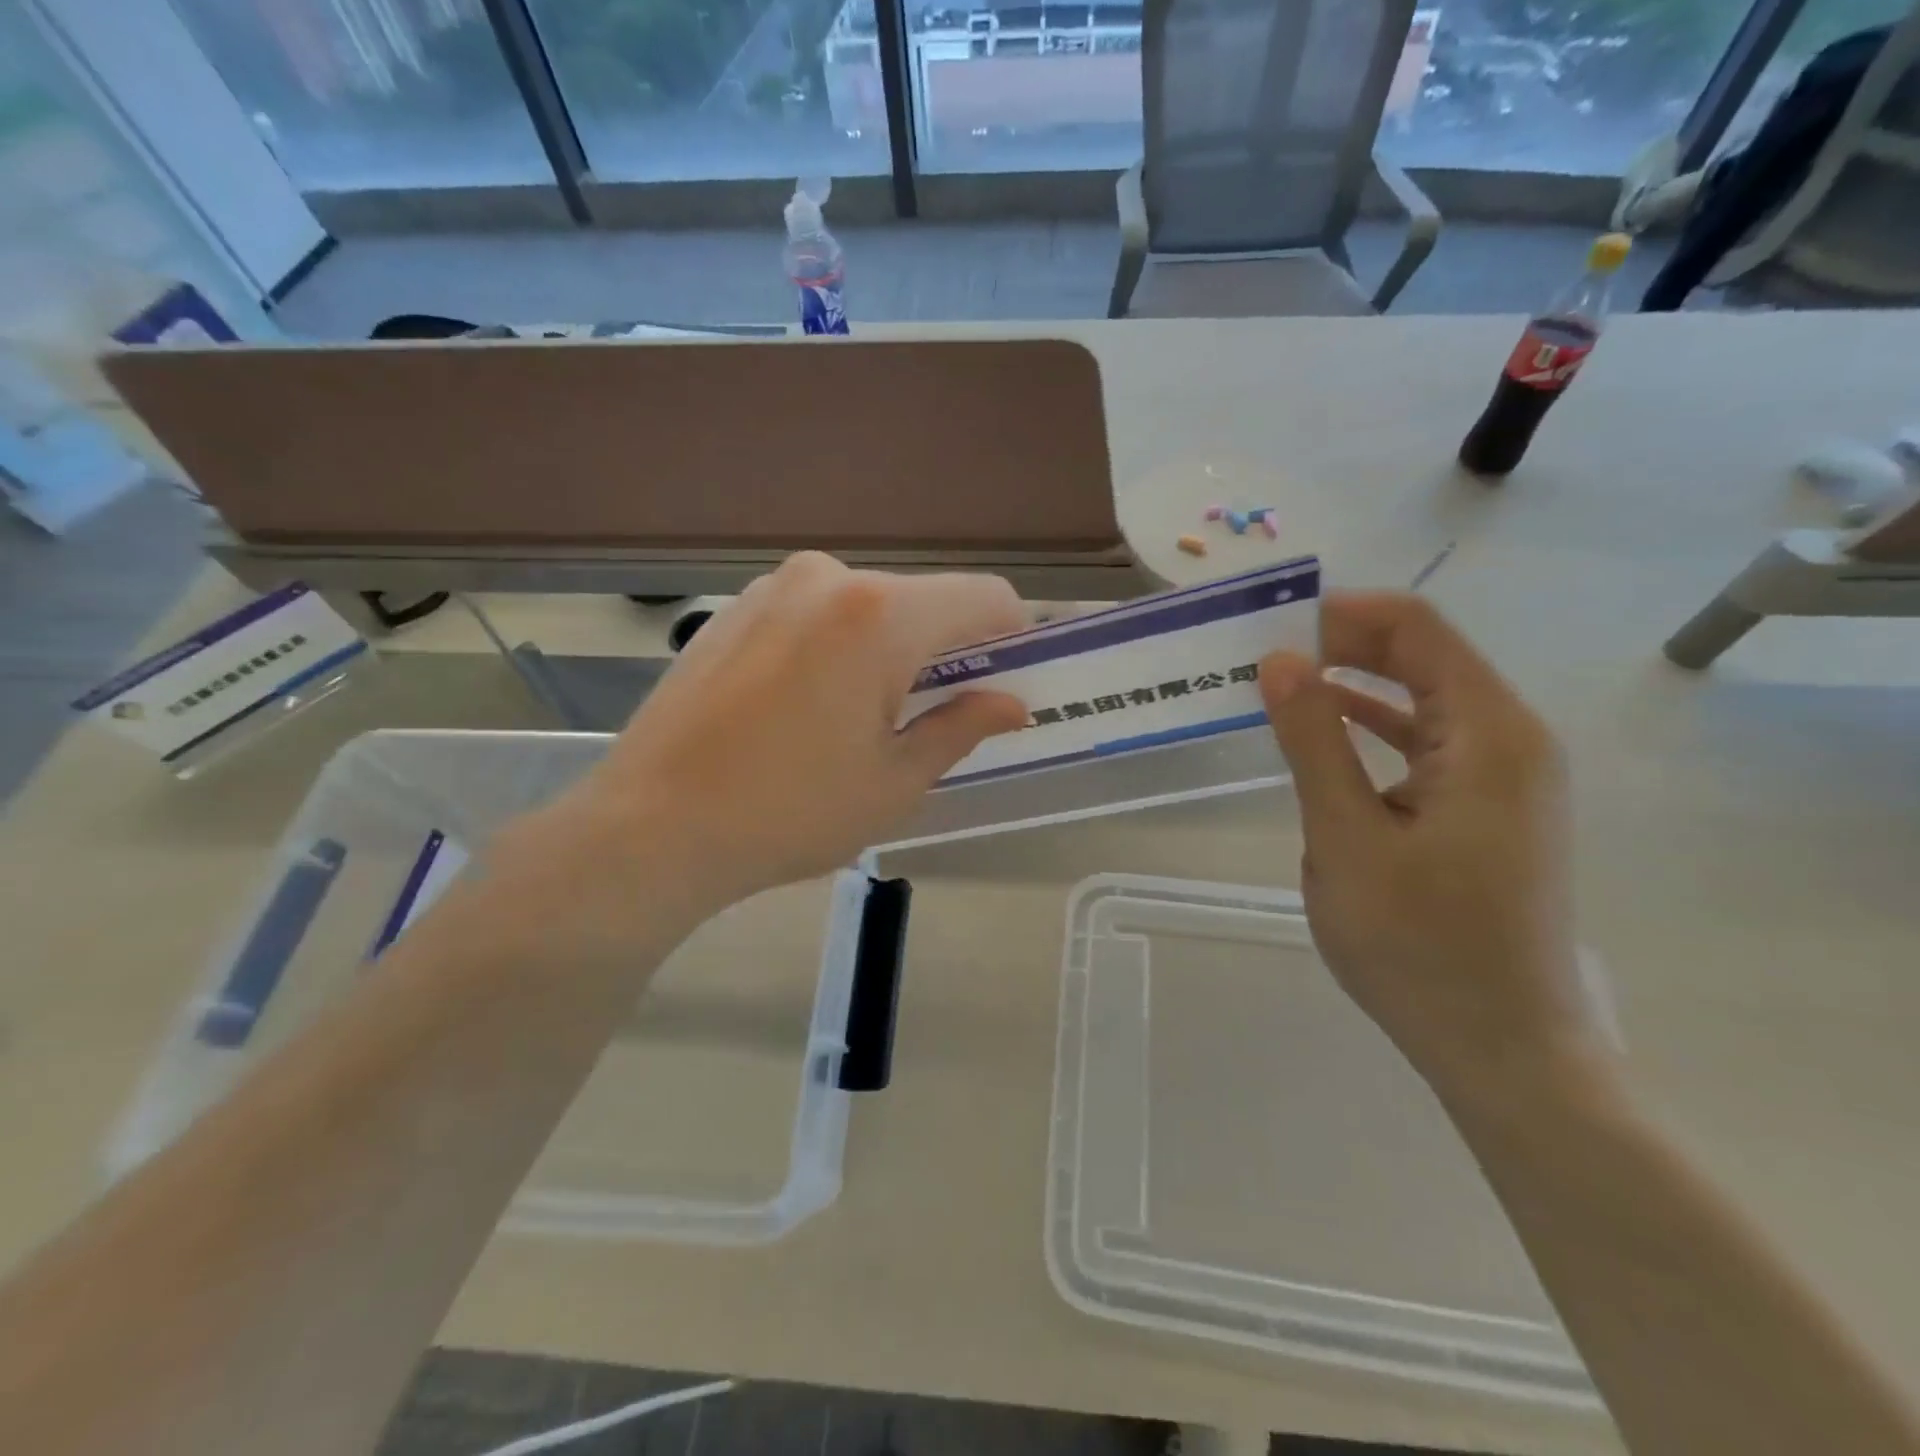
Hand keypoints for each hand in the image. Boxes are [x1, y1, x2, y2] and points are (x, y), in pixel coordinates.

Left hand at [519, 554, 1028, 936]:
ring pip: (869, 607)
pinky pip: (817, 614)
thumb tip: (1012, 704)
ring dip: (890, 650)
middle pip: (925, 601)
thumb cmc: (790, 811)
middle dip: (947, 650)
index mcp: (881, 615)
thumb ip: (962, 727)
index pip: (986, 597)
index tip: (1009, 682)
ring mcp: (773, 587)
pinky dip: (838, 647)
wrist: (651, 825)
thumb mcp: (894, 781)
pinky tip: (809, 707)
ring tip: (863, 720)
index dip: (1013, 636)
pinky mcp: (735, 608)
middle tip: (938, 716)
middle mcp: (829, 578)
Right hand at [1258, 593, 1606, 1102]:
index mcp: (1490, 734)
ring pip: (1424, 698)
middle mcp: (1511, 739)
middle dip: (1343, 645)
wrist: (1503, 1048)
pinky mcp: (1489, 807)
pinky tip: (1324, 736)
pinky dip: (1373, 727)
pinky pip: (1428, 741)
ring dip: (1354, 685)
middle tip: (1265, 657)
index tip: (1272, 625)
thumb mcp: (1347, 838)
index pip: (1417, 629)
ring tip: (1281, 687)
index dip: (1343, 614)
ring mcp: (1505, 776)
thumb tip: (1280, 660)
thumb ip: (1313, 741)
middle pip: (1423, 656)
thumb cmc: (1420, 946)